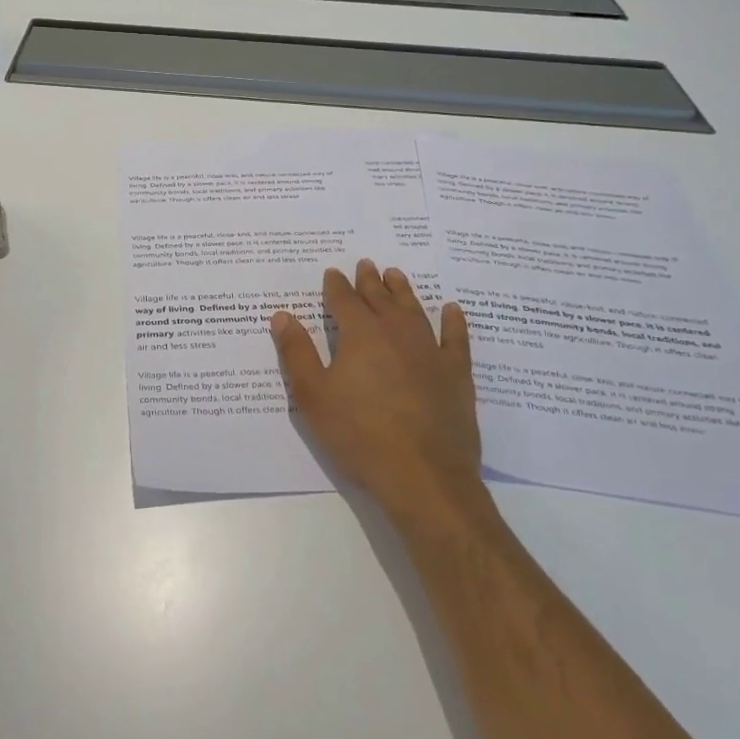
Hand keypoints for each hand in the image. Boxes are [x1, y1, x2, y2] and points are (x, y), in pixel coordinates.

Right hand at [271, 260, 487, 527]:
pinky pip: (456, 337)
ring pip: (414, 310)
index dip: (336, 286)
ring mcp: (430, 350)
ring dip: (403, 291)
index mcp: (360, 334)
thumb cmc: (358, 434)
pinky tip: (452, 310)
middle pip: (380, 298)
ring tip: (396, 275)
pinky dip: (453, 321)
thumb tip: (282, 315)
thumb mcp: (313, 396)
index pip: (343, 300)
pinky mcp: (456, 373)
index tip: (332, 273)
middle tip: (366, 264)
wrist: (422, 474)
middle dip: (369, 281)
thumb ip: (297, 352)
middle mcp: (395, 332)